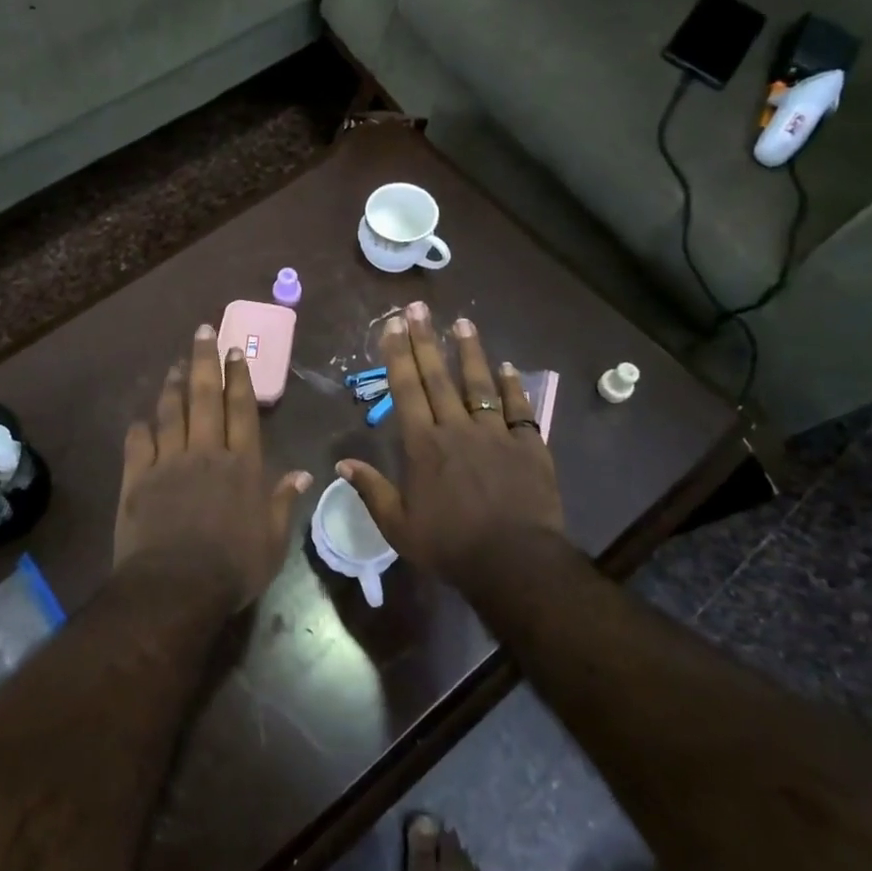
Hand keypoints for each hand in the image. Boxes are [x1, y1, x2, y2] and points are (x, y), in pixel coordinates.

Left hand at [115, 324, 312, 610]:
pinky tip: (141, 418)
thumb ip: (283, 502)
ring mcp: (168, 462)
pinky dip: (140, 427)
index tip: (236, 350)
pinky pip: (138, 443)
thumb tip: (303, 473)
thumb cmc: (232, 567)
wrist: (175, 587)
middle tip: (203, 332)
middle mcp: (205, 452)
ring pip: (171, 412)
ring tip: (176, 364)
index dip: (240, 378)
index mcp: (241, 464)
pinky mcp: (137, 478)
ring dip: (174, 385)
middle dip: (206, 361)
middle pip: (205, 397)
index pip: (241, 410)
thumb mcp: (272, 541)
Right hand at [338, 302, 564, 580]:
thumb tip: (342, 464)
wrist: (515, 562)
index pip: (406, 390)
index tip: (392, 325)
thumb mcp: (399, 526)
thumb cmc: (450, 545)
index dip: (398, 355)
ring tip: (462, 322)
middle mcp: (457, 429)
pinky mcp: (529, 445)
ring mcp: (496, 434)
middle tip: (418, 308)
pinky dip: (514, 386)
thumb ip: (372, 491)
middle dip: (425, 340)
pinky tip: (509, 367)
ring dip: (469, 351)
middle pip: (439, 377)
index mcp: (424, 445)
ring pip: (480, 384)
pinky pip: (520, 408)